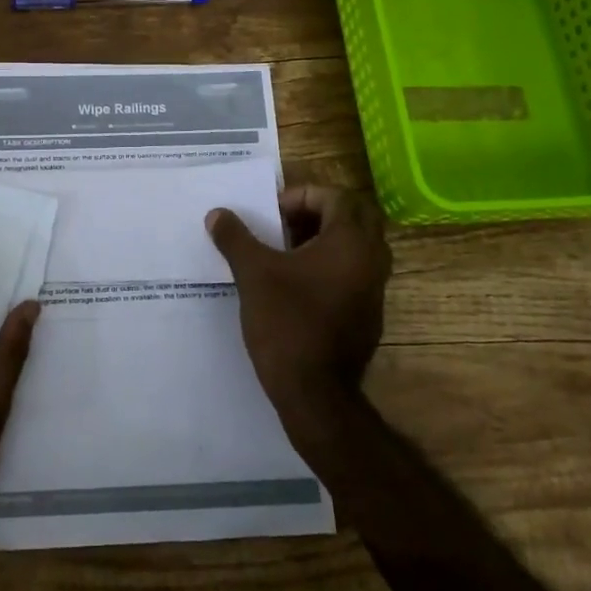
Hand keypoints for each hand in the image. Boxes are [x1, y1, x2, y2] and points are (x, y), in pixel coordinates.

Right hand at [206, 185, 390, 419]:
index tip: (272, 214)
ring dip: (321, 242)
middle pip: (351, 219)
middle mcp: (371, 261)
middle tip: (282, 227)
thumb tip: (217, 214)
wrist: (315, 393)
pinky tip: (294, 287)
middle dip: (314, 216)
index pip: (335, 197)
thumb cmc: (287, 322)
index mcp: (351, 242)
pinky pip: (352, 275)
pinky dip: (327, 268)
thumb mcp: (253, 273)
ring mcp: (373, 291)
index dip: (301, 197)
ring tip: (283, 254)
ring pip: (353, 248)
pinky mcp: (367, 316)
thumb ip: (235, 238)